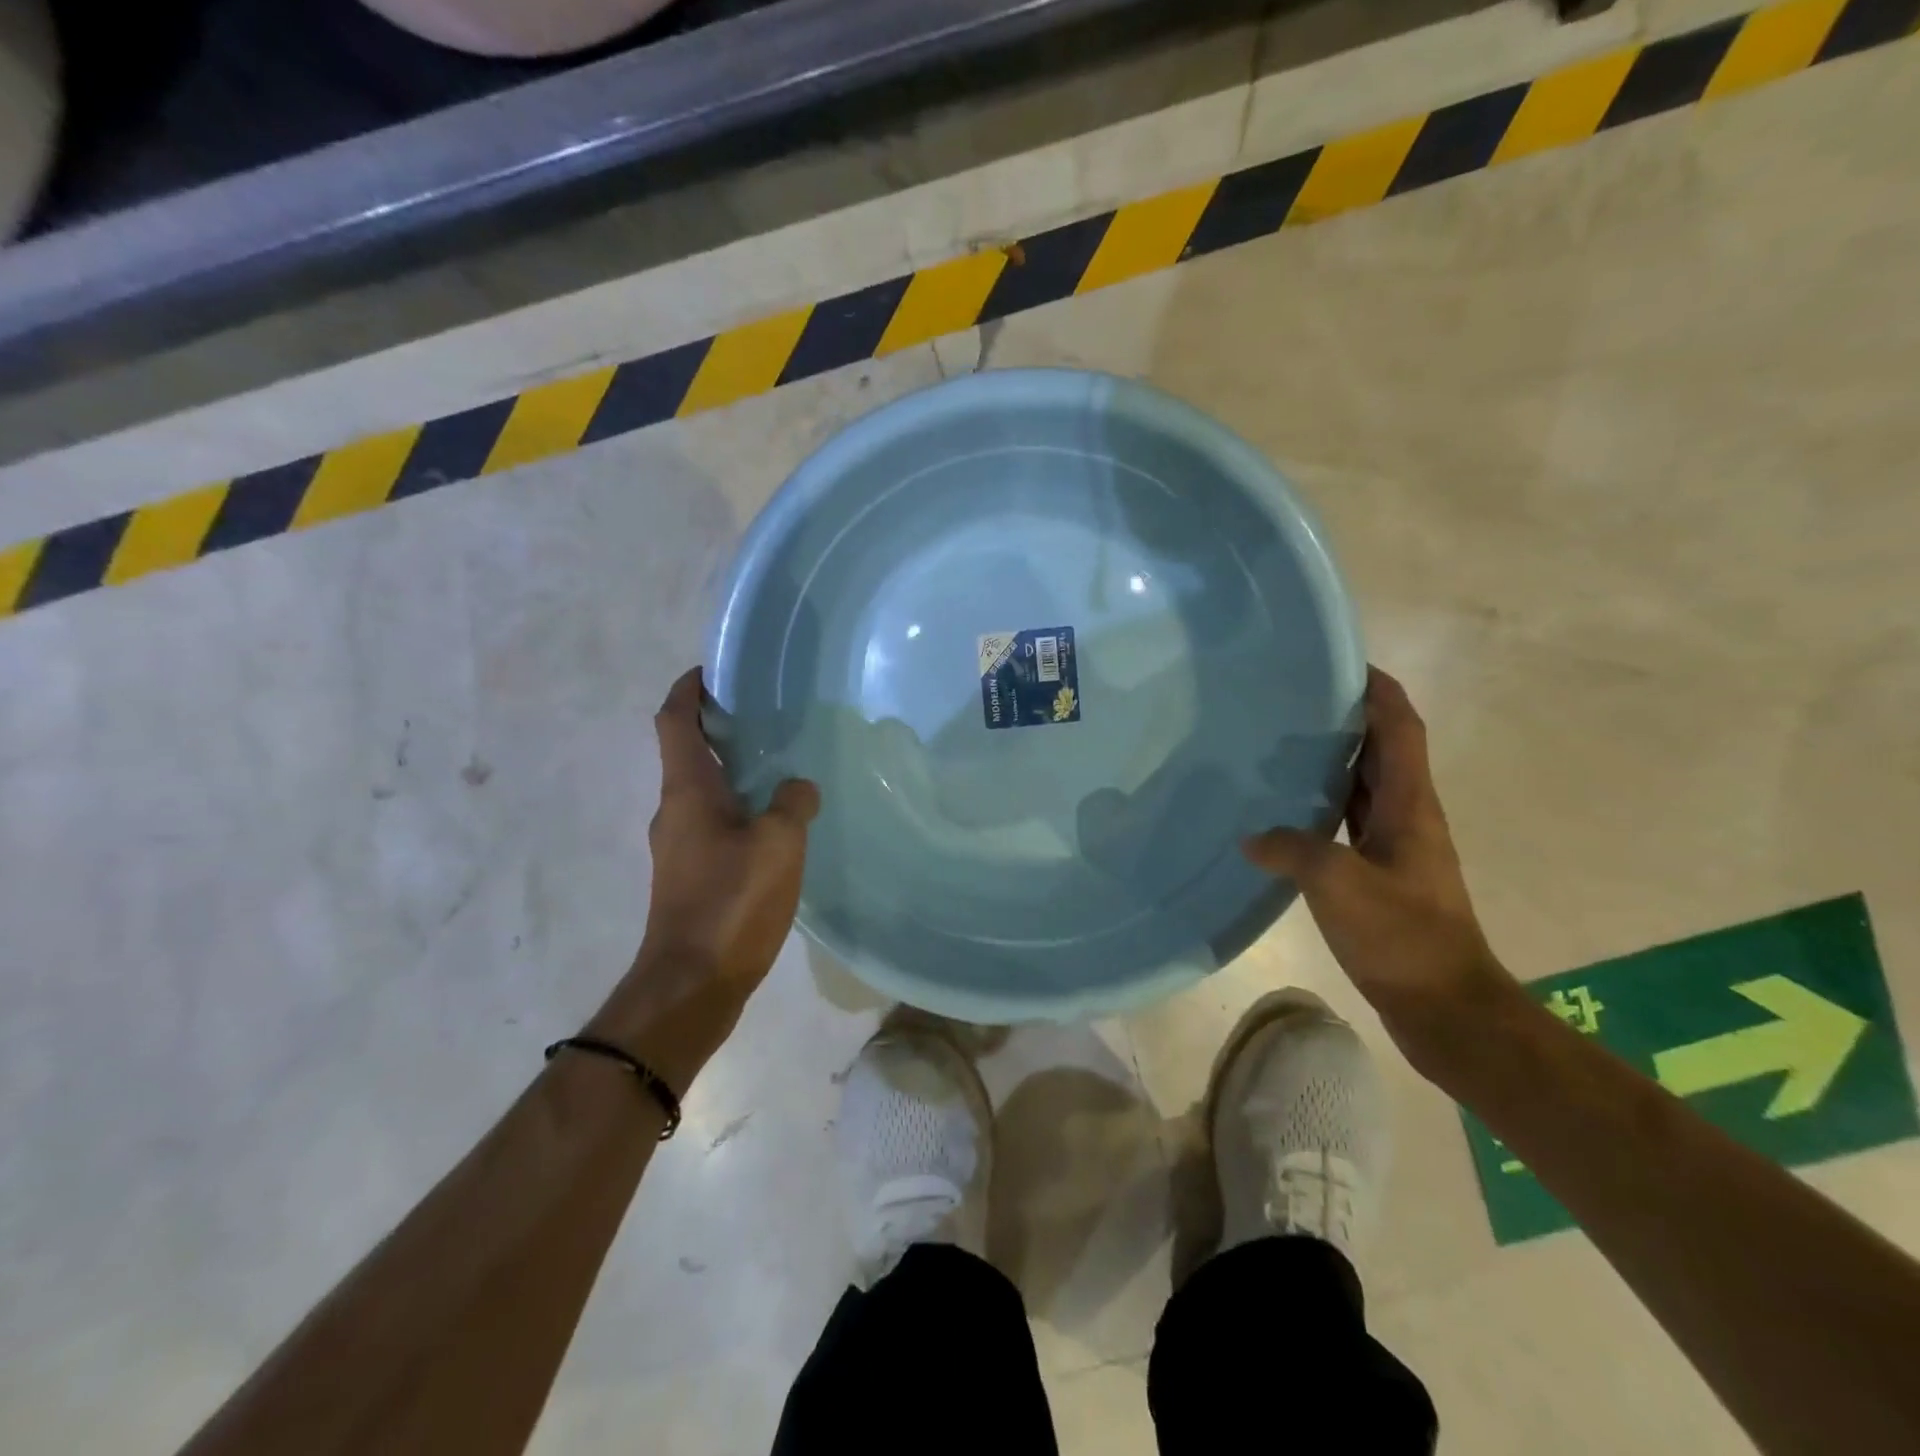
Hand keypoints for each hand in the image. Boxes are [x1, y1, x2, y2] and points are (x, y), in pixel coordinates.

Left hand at [591, 669, 818, 1088]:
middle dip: (717, 726)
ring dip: (731, 769)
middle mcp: (674, 811)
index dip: (688, 689)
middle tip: (764, 714)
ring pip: (702, 791)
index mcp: (687, 791)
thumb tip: (797, 787)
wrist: (691, 985)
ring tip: (778, 764)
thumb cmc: (731, 903)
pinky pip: (713, 824)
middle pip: (687, 752)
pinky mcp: (691, 877)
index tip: (713, 670)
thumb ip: (793, 803)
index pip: (674, 720)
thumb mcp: (779, 844)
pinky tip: (775, 824)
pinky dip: (738, 808)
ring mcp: (679, 847)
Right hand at [1242, 666, 1513, 1062]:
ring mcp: (1397, 848)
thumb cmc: (1401, 937)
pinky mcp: (1382, 876)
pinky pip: (1349, 823)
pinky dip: (1324, 805)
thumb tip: (1252, 837)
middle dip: (1348, 719)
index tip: (1343, 664)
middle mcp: (1409, 816)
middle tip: (1295, 701)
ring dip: (1334, 761)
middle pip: (1382, 751)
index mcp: (1410, 805)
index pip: (1400, 728)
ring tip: (1281, 746)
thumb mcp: (1338, 883)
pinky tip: (1286, 813)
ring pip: (1365, 787)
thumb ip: (1292, 848)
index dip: (1379, 691)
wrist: (1445, 1007)